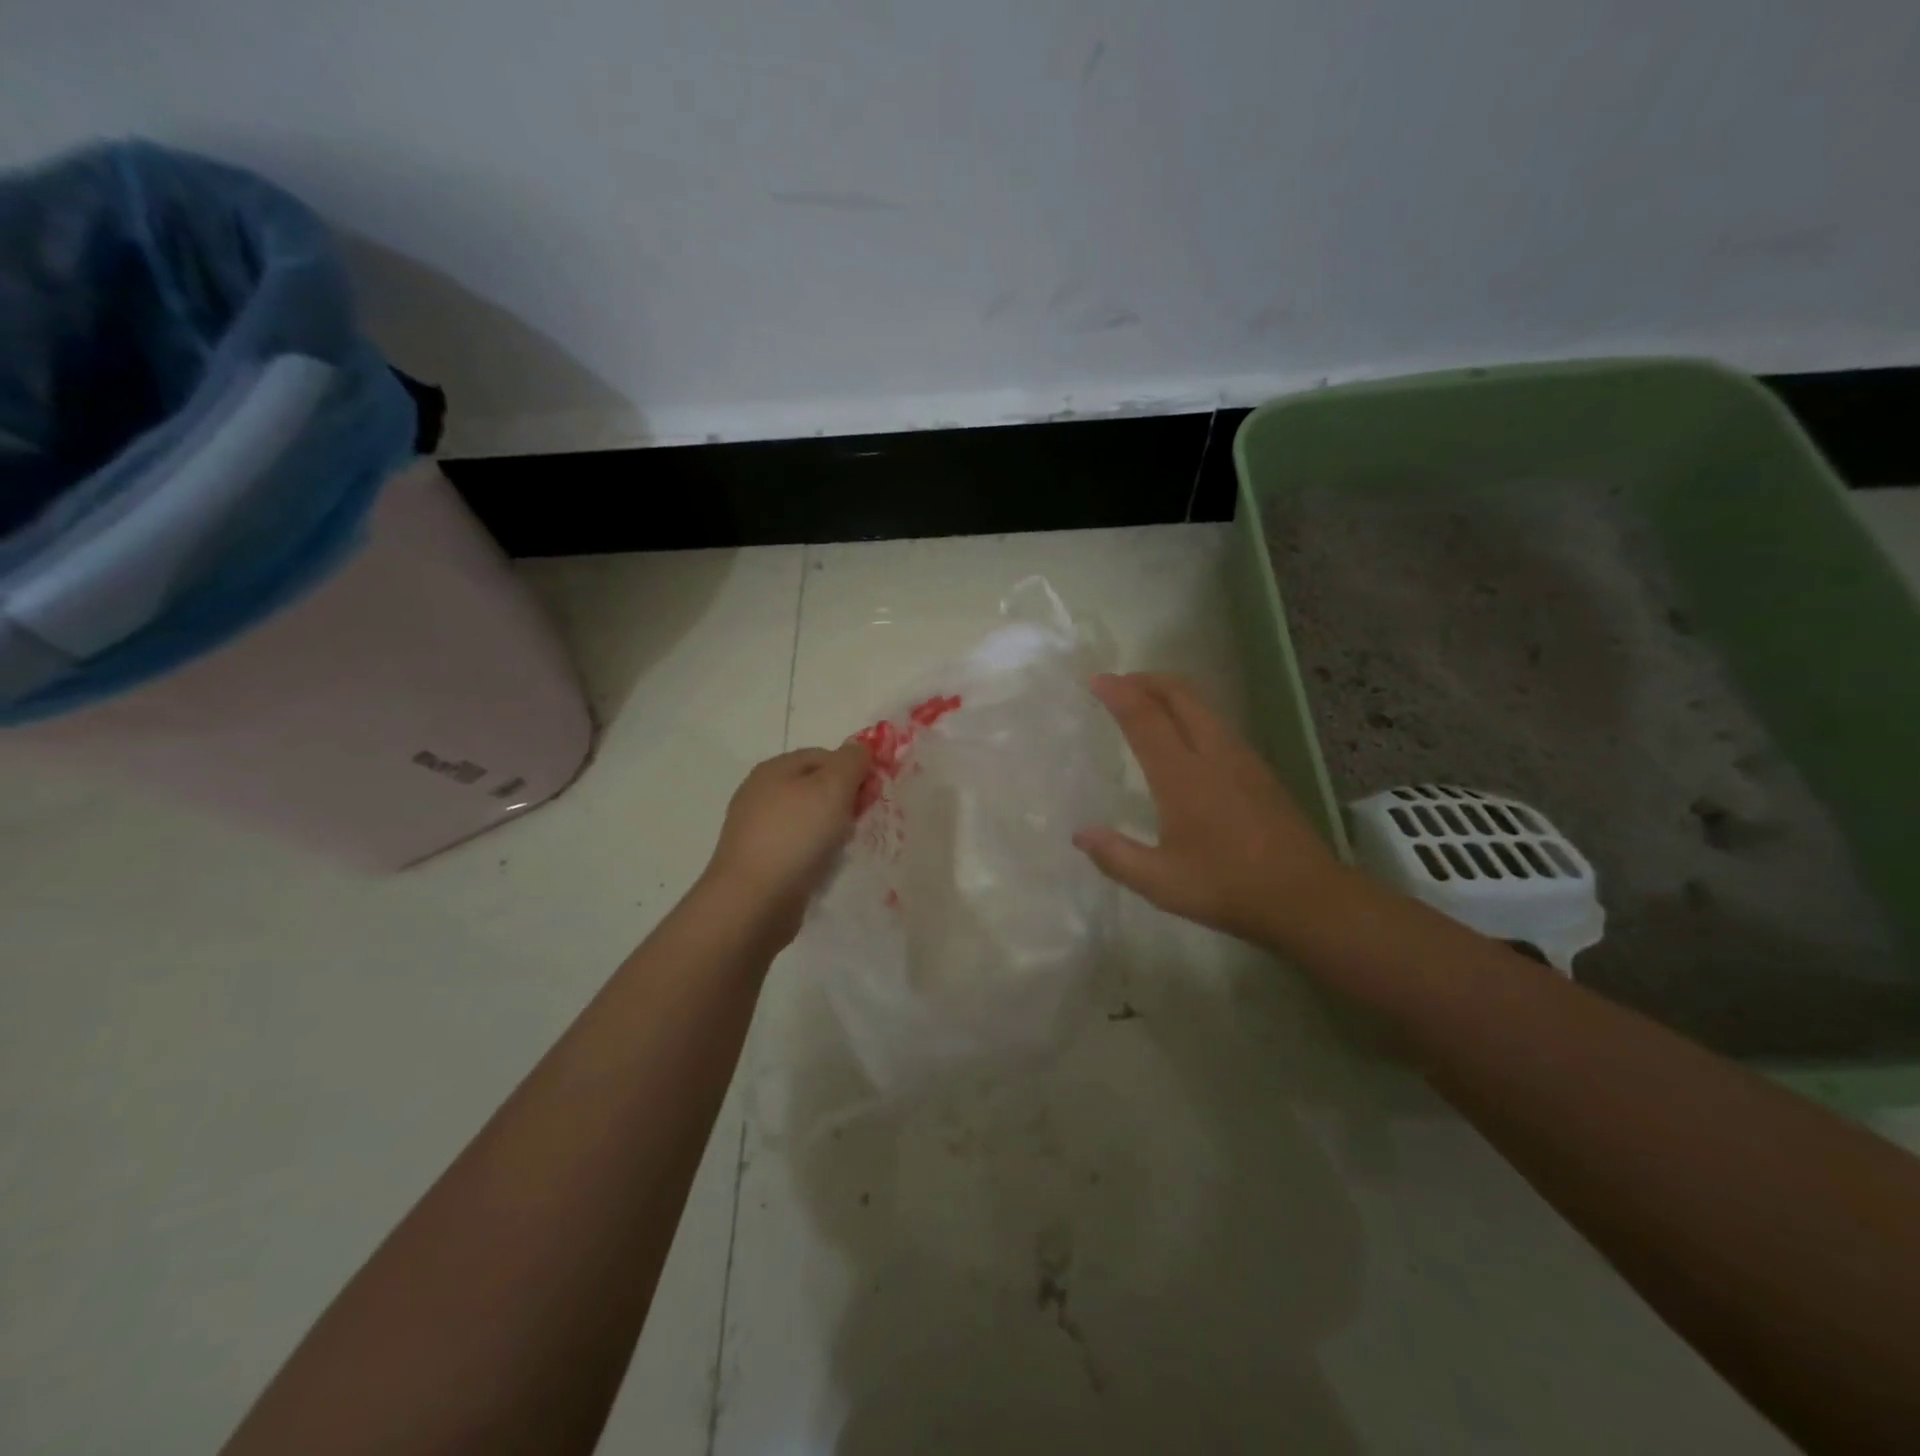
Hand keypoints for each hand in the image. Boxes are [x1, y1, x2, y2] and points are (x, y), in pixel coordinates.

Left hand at [702, 742, 868, 944]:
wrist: (753, 900)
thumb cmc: (795, 835)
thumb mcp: (833, 787)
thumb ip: (851, 761)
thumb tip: (859, 750)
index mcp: (774, 769)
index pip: (824, 755)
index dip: (852, 770)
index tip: (871, 795)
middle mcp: (760, 793)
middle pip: (814, 787)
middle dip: (843, 802)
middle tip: (859, 822)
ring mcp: (756, 829)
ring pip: (807, 819)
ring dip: (830, 830)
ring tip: (844, 848)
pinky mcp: (759, 860)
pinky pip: (796, 847)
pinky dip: (814, 853)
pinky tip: (823, 866)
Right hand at [1074, 673, 1346, 947]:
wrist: (1308, 897)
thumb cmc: (1228, 888)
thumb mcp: (1161, 883)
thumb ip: (1116, 856)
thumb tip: (1080, 834)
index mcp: (1183, 777)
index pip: (1145, 719)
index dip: (1119, 694)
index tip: (1096, 680)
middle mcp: (1213, 755)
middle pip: (1180, 695)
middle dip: (1147, 680)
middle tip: (1118, 683)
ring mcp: (1242, 758)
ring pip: (1204, 705)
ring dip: (1171, 693)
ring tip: (1146, 701)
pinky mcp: (1260, 770)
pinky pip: (1218, 722)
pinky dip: (1192, 711)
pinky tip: (1185, 735)